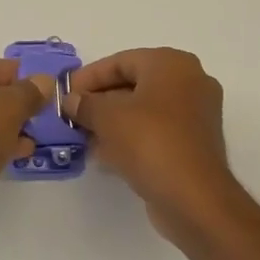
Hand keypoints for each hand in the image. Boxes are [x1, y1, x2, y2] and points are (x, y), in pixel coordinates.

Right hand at [65, 48, 236, 230]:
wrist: (192, 197)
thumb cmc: (149, 142)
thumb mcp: (107, 117)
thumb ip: (84, 104)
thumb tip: (71, 101)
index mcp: (172, 64)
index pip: (121, 61)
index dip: (88, 77)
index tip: (65, 94)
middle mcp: (189, 82)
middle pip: (133, 85)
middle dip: (99, 101)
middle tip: (71, 116)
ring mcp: (195, 115)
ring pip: (143, 111)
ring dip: (112, 122)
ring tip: (82, 137)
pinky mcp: (193, 144)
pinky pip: (154, 132)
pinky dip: (130, 139)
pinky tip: (103, 155)